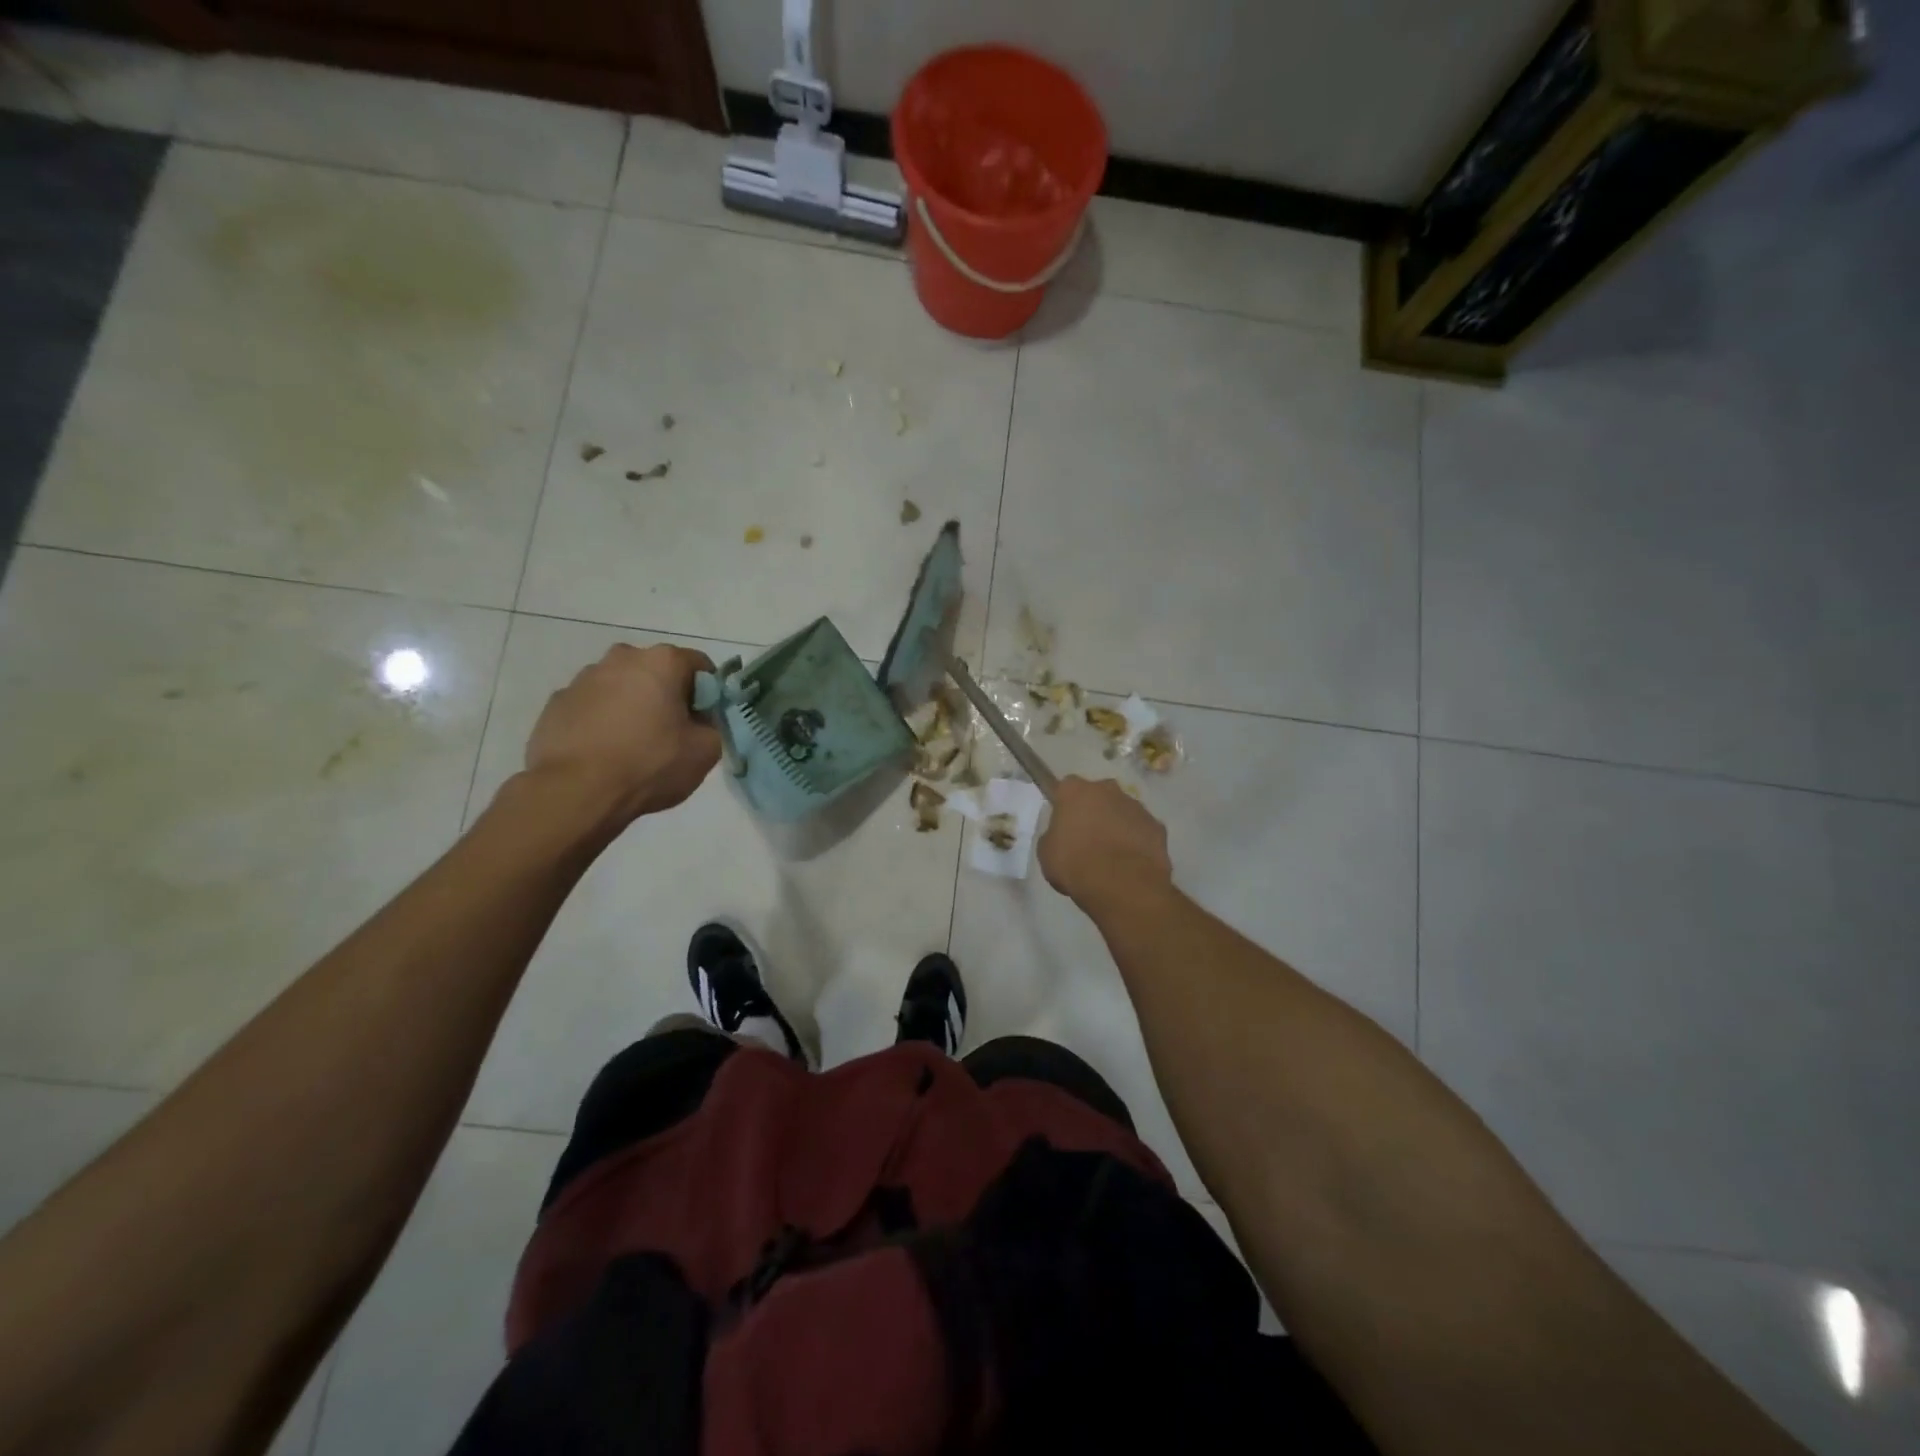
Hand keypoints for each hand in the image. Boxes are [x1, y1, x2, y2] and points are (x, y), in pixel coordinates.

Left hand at [523, 643, 720, 827]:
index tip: (704, 720)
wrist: (575, 792)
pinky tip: (603, 753)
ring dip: (631, 706)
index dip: (707, 693)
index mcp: (662, 662)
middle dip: (666, 696)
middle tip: (670, 734)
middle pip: (656, 672)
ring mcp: (583, 679)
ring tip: (631, 746)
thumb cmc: (649, 764)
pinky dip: (601, 722)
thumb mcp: (706, 751)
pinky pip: (591, 707)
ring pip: (620, 687)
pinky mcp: (556, 703)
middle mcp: (621, 658)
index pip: (699, 665)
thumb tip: (698, 722)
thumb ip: (712, 726)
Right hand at [1038, 776, 1172, 908]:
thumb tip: (1062, 835)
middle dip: (1094, 810)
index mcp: (1075, 791)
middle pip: (1098, 794)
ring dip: (1117, 825)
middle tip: (1088, 837)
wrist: (1121, 884)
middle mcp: (1107, 789)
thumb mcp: (1047, 852)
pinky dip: (1137, 841)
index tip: (1064, 822)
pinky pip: (1142, 830)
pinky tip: (1131, 862)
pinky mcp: (1157, 826)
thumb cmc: (1074, 864)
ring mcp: (1136, 806)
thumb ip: (1054, 835)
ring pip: (1123, 811)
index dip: (1065, 804)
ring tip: (1112, 855)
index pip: (1066, 787)